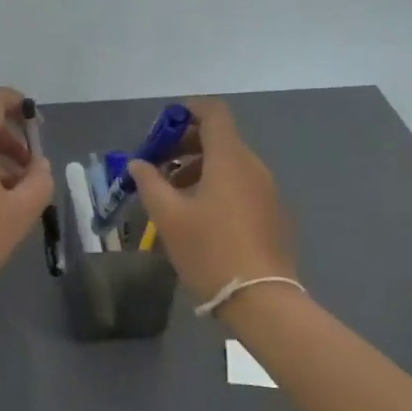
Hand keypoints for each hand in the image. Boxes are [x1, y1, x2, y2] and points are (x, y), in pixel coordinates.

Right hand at [128, 98, 295, 302]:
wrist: (261, 300)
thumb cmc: (210, 251)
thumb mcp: (169, 217)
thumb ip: (150, 183)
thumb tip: (139, 164)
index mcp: (230, 159)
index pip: (214, 113)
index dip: (189, 111)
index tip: (164, 126)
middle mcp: (253, 166)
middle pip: (221, 138)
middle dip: (186, 144)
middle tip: (157, 164)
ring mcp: (267, 190)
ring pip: (230, 163)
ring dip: (199, 167)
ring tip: (171, 193)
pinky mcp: (272, 213)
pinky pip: (241, 184)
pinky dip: (217, 185)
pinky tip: (198, 215)